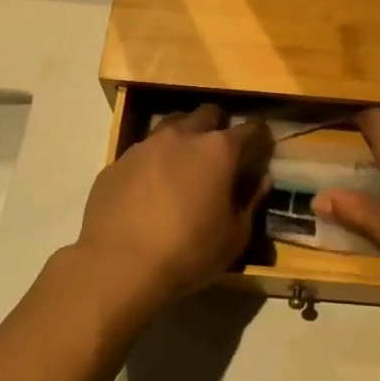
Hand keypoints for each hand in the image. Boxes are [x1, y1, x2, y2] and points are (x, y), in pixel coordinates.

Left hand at [74, 105, 272, 320]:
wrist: (117, 266)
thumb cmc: (188, 252)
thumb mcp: (235, 237)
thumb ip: (251, 201)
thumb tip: (261, 179)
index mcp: (217, 150)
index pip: (250, 129)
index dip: (260, 137)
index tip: (263, 149)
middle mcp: (181, 136)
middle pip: (207, 114)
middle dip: (219, 126)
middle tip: (221, 153)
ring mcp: (144, 146)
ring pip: (171, 126)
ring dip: (183, 138)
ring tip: (184, 166)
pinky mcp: (116, 163)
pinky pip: (142, 153)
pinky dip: (153, 163)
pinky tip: (150, 190)